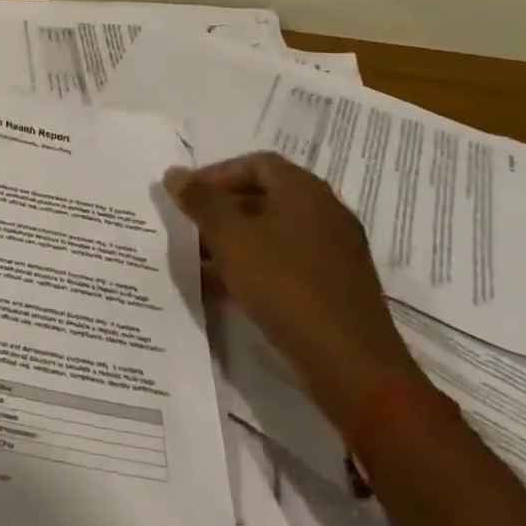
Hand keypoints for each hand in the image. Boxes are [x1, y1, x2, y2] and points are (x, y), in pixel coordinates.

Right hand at [165, 152, 425, 431]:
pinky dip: (256, 265)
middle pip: (265, 196)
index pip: (255, 163)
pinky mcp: (336, 285)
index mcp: (304, 190)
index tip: (187, 197)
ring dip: (236, 240)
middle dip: (222, 209)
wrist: (350, 362)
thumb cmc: (284, 283)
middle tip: (190, 228)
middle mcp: (324, 211)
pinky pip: (287, 261)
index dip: (216, 174)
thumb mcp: (229, 236)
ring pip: (274, 231)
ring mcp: (335, 250)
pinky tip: (228, 289)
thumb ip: (200, 201)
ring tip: (201, 261)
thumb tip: (175, 174)